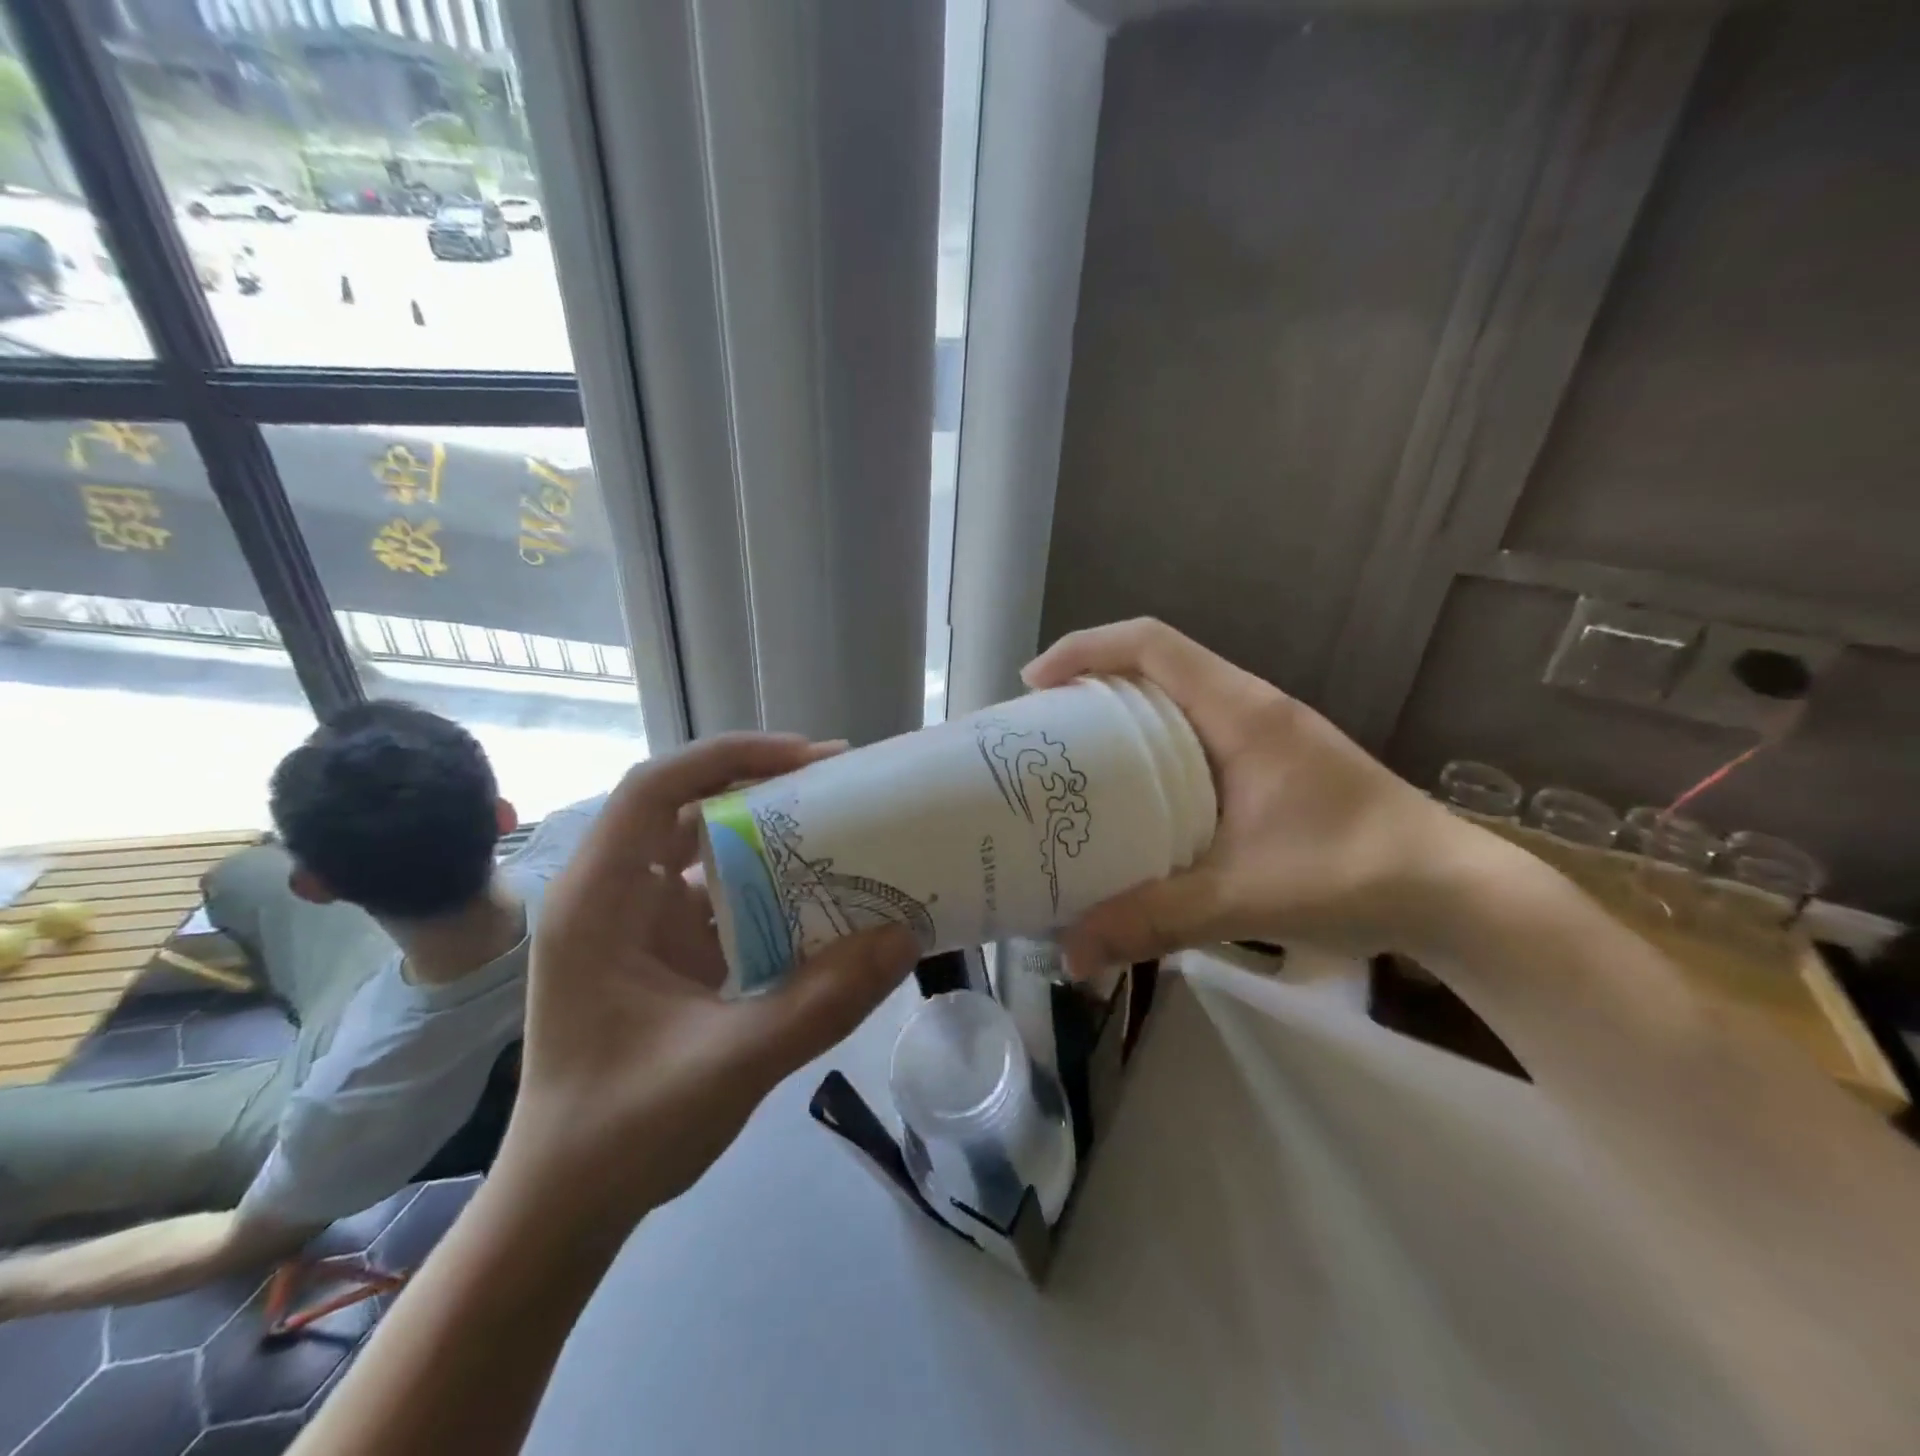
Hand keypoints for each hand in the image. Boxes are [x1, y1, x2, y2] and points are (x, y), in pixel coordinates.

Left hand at [493, 733, 919, 1232]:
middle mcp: (613, 897)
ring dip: (772, 840)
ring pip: (709, 854)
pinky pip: (723, 901)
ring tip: (844, 831)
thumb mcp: (730, 1064)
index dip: (731, 757)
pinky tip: (822, 902)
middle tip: (843, 785)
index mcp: (598, 901)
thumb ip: (822, 1001)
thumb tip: (905, 936)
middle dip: (764, 789)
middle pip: (690, 810)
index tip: (808, 759)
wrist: (563, 1212)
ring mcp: (638, 927)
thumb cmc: (621, 1133)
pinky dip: (771, 892)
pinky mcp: (665, 956)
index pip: (657, 788)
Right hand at [1024, 619, 1471, 965]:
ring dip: (1118, 714)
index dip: (1085, 650)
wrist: (1453, 892)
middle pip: (1154, 663)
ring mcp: (1262, 733)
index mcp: (1241, 712)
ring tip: (1071, 761)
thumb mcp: (1244, 896)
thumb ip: (1154, 920)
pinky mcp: (1267, 763)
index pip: (1152, 644)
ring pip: (1172, 698)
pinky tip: (1132, 798)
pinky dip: (1148, 746)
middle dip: (1089, 684)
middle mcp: (1248, 706)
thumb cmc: (1356, 874)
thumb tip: (1069, 952)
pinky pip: (1191, 732)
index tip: (1033, 686)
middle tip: (1040, 732)